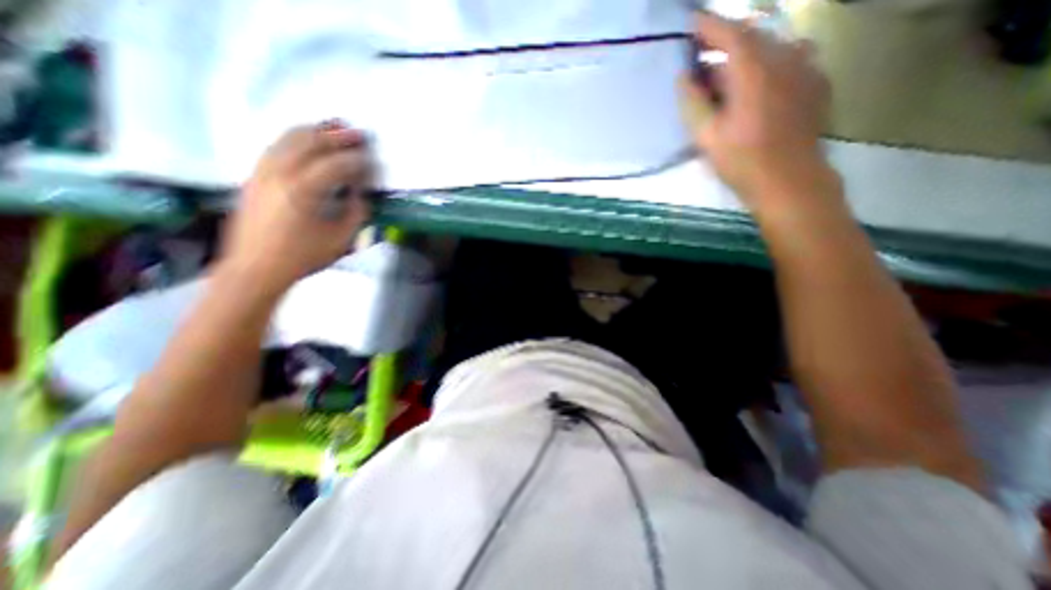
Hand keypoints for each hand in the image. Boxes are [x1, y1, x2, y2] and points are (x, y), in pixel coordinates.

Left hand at [218, 121, 373, 294]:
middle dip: (337, 136)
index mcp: (304, 191)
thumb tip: (360, 193)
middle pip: (311, 142)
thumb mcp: (340, 239)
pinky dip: (296, 138)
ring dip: (315, 131)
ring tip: (334, 127)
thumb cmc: (303, 256)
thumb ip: (355, 212)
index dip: (357, 160)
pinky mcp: (254, 175)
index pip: (336, 164)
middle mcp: (280, 173)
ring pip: (289, 138)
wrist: (255, 267)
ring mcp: (263, 171)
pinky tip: (308, 140)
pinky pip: (276, 146)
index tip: (371, 158)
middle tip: (357, 134)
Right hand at [686, 14, 841, 218]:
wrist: (789, 181)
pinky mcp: (816, 81)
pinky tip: (757, 82)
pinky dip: (768, 62)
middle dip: (724, 40)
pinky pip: (791, 57)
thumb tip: (684, 77)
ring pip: (772, 45)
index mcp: (753, 71)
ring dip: (745, 53)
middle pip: (752, 35)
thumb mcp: (707, 136)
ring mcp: (806, 66)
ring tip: (726, 73)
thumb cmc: (743, 161)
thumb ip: (693, 103)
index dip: (708, 24)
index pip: (729, 33)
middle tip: (701, 56)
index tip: (690, 22)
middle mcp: (784, 57)